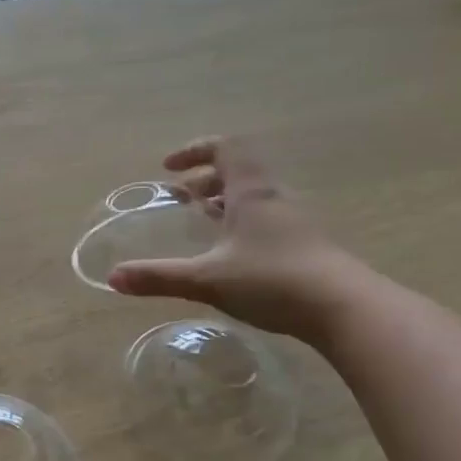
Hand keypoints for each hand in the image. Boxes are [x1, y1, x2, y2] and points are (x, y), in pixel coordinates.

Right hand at [107, 137, 370, 343]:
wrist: (347, 311)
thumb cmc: (273, 281)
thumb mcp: (207, 279)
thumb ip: (159, 276)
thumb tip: (113, 278)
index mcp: (252, 193)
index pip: (226, 149)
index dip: (195, 151)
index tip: (169, 168)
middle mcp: (275, 199)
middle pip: (240, 172)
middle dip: (205, 180)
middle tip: (181, 198)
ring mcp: (295, 223)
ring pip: (255, 198)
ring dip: (224, 202)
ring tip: (202, 221)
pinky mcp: (306, 247)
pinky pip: (267, 221)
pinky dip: (241, 224)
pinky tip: (231, 254)